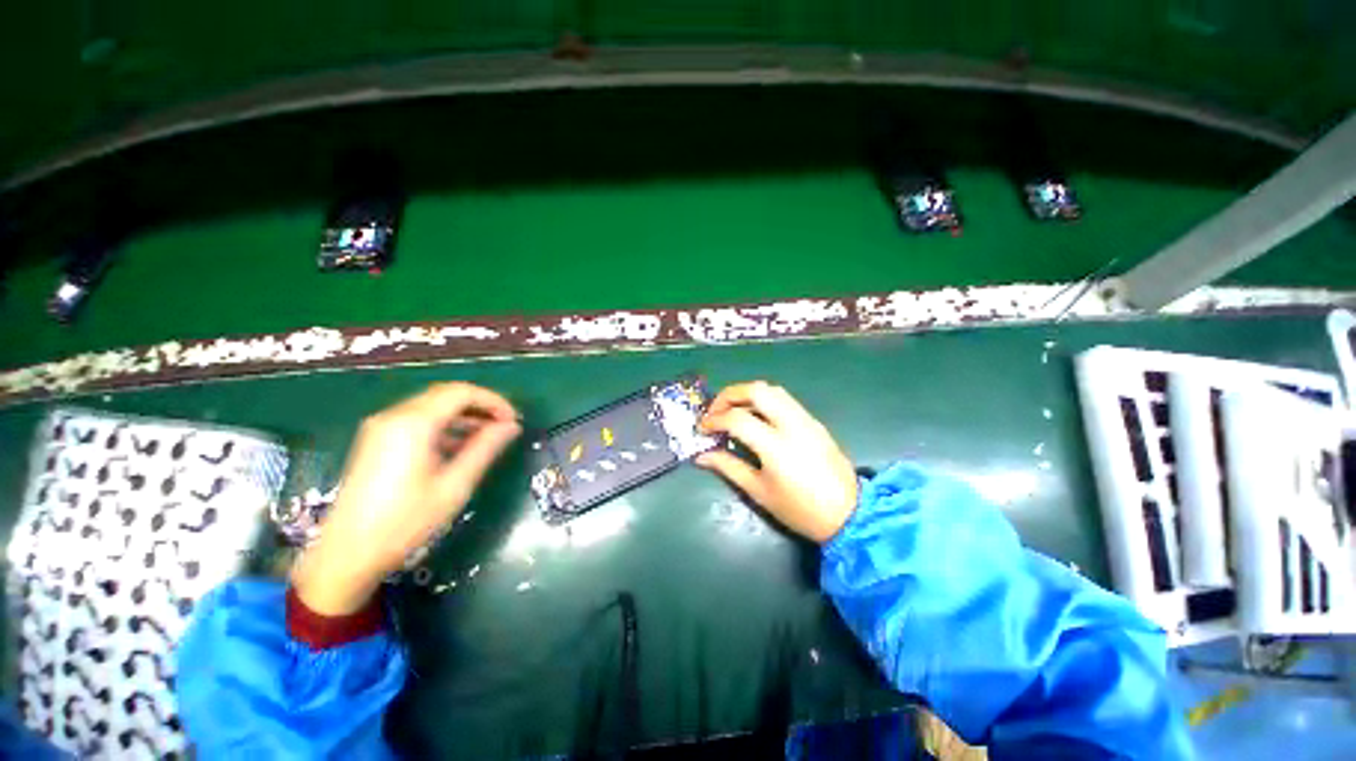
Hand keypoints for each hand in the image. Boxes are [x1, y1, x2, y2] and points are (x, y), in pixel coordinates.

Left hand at [292, 383, 520, 614]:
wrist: (345, 554)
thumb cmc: (405, 521)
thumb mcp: (454, 485)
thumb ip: (485, 449)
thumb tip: (512, 426)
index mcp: (413, 423)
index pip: (462, 392)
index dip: (494, 401)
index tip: (514, 420)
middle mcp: (394, 416)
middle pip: (447, 394)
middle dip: (480, 406)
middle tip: (505, 426)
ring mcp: (381, 426)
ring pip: (432, 406)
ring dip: (464, 415)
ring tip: (488, 437)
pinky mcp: (376, 439)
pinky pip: (418, 419)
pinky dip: (444, 425)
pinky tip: (459, 446)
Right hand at [696, 381, 856, 542]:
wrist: (848, 515)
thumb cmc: (799, 509)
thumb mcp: (759, 492)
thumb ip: (728, 467)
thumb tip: (701, 456)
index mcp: (776, 446)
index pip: (737, 418)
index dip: (714, 420)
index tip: (703, 428)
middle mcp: (792, 424)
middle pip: (756, 390)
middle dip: (729, 395)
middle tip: (716, 411)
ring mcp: (806, 419)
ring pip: (772, 389)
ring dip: (747, 393)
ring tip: (732, 410)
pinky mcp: (814, 421)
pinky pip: (785, 399)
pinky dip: (764, 400)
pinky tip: (756, 416)